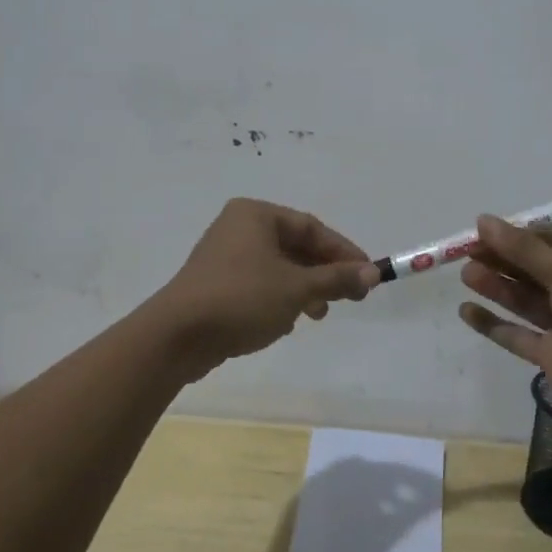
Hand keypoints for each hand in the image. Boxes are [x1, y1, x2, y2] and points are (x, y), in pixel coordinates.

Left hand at [156, 199, 377, 377]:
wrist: (177, 336)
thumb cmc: (242, 299)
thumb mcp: (297, 288)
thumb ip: (336, 278)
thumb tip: (374, 273)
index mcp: (255, 215)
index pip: (311, 227)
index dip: (343, 252)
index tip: (367, 275)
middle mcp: (239, 228)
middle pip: (296, 246)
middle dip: (324, 273)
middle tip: (352, 297)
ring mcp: (225, 257)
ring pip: (279, 267)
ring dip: (305, 289)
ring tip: (320, 314)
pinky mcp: (217, 284)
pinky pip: (260, 284)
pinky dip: (280, 298)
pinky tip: (288, 321)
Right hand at [457, 215, 551, 430]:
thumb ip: (523, 248)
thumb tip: (484, 220)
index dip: (521, 237)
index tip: (487, 231)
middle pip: (535, 272)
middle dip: (503, 261)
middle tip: (468, 252)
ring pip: (524, 301)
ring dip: (496, 287)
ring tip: (466, 275)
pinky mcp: (551, 355)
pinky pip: (517, 336)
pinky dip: (493, 324)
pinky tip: (466, 311)